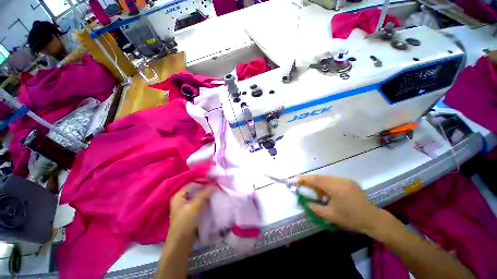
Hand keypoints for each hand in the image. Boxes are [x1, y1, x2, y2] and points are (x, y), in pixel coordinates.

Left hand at [168, 183, 214, 239]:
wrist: (181, 243)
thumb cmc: (185, 223)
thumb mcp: (194, 206)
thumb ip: (204, 194)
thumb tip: (214, 185)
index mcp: (179, 195)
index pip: (192, 183)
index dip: (203, 181)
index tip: (213, 181)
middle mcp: (181, 199)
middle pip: (195, 189)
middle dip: (205, 187)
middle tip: (215, 186)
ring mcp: (186, 206)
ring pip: (197, 195)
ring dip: (206, 193)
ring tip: (215, 191)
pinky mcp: (190, 212)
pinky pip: (198, 202)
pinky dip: (205, 199)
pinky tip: (211, 199)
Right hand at [298, 175, 382, 233]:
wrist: (373, 219)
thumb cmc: (351, 218)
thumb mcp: (330, 215)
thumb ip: (315, 207)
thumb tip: (305, 202)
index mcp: (335, 187)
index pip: (315, 179)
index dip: (304, 178)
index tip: (295, 178)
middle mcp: (339, 180)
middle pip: (320, 176)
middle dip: (310, 179)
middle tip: (302, 183)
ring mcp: (345, 180)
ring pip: (326, 177)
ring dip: (318, 181)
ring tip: (314, 190)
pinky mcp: (349, 181)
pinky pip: (333, 179)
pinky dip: (326, 183)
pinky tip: (326, 191)